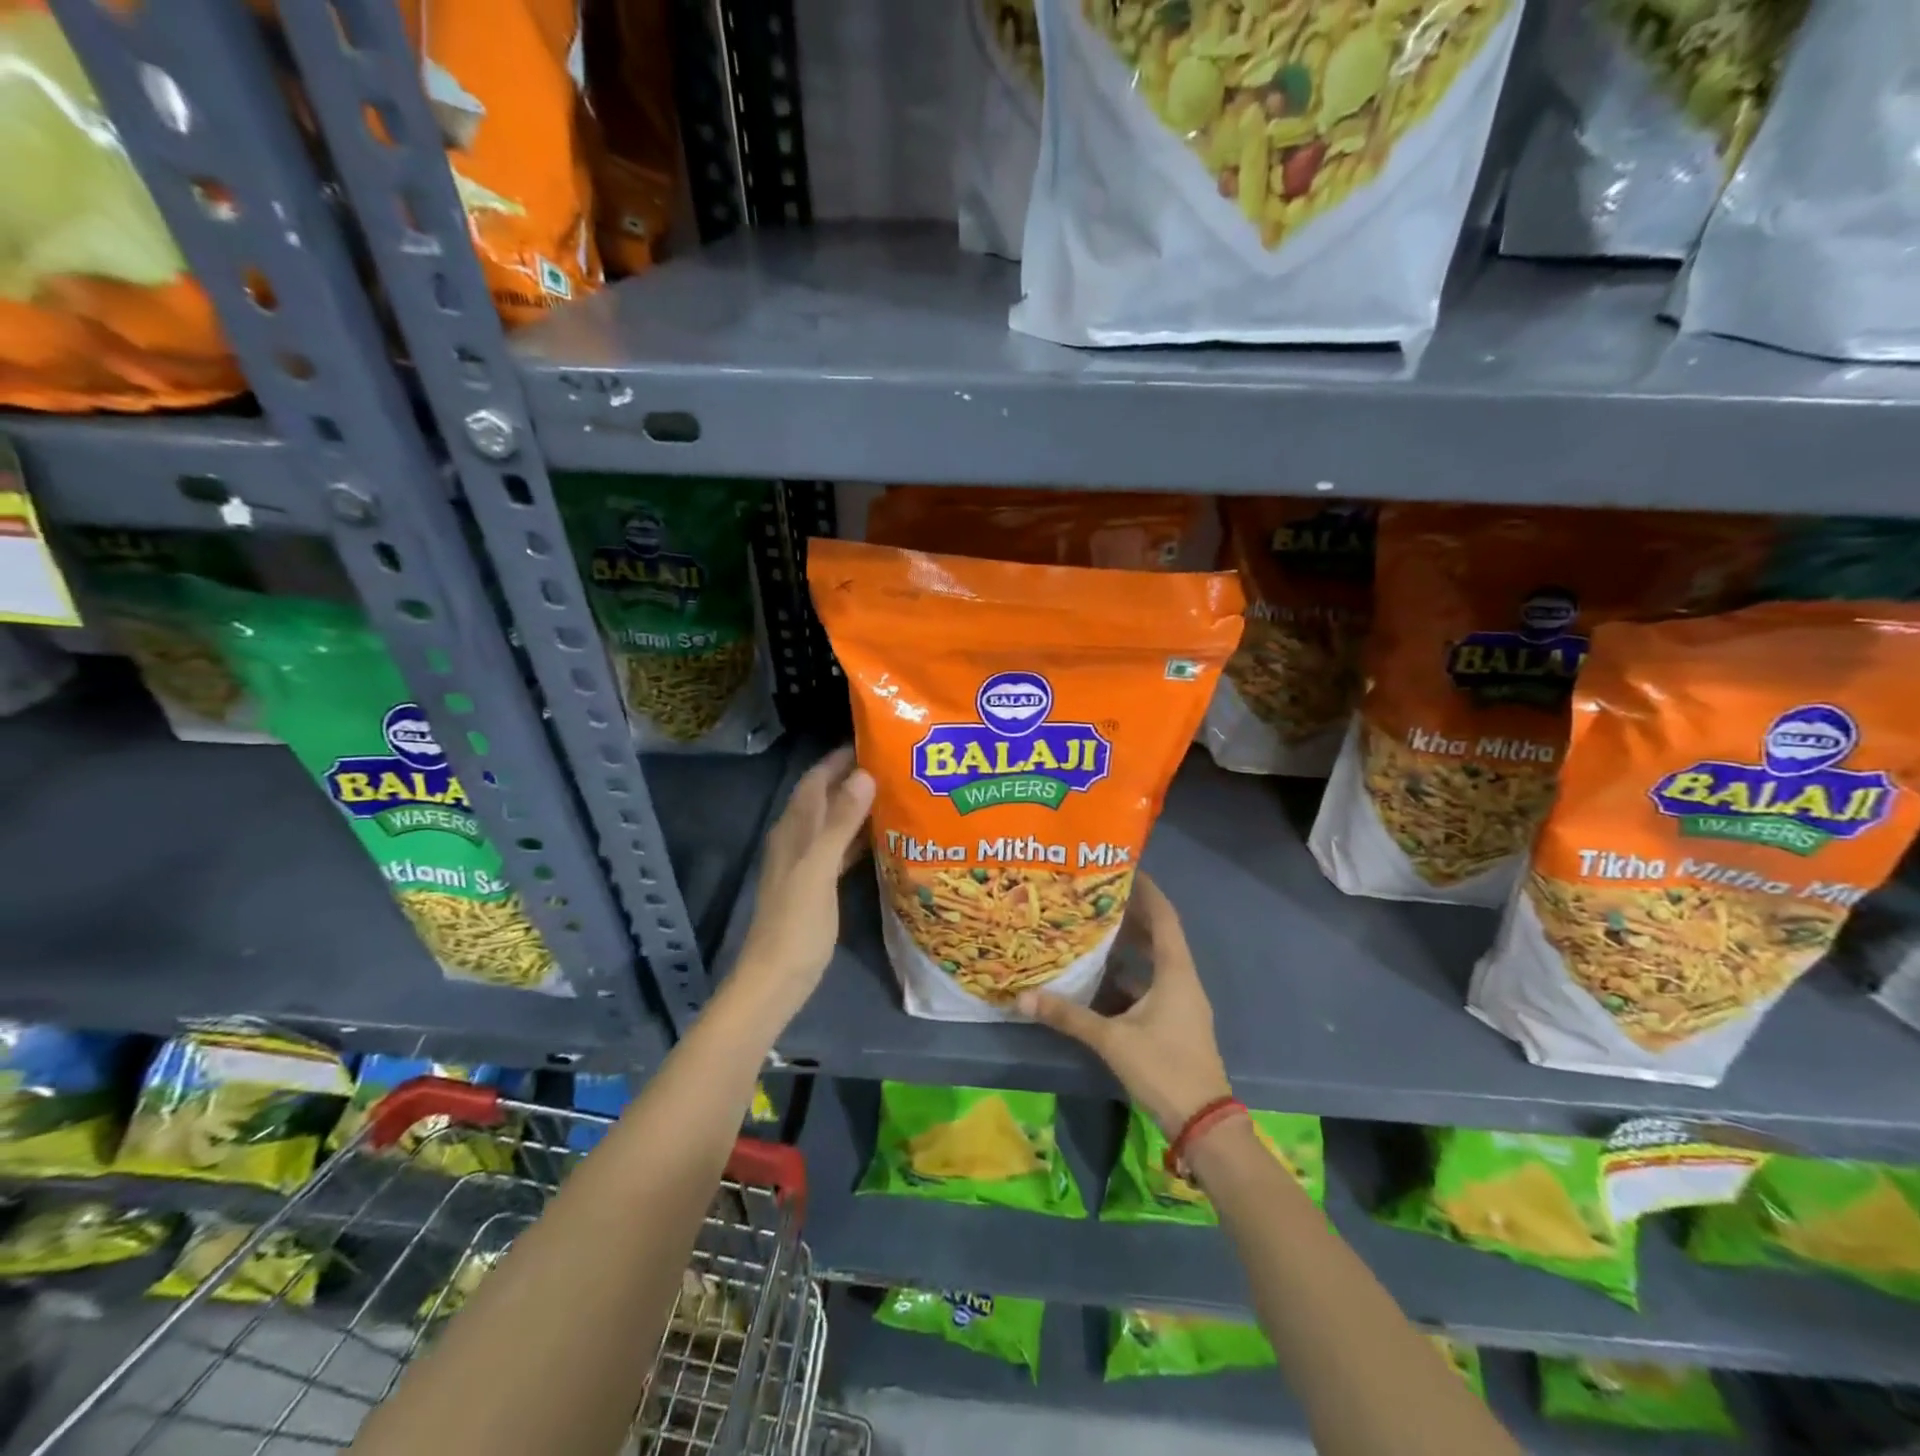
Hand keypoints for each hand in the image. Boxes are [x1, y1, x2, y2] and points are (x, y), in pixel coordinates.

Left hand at [729, 746, 874, 1023]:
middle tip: (894, 764)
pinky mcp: (817, 885)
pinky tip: (883, 836)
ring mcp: (806, 863)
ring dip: (857, 806)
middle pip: (824, 797)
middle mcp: (797, 839)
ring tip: (895, 792)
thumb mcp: (819, 870)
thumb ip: (840, 823)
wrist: (776, 979)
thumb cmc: (796, 924)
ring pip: (833, 822)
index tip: (873, 741)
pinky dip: (858, 836)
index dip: (838, 759)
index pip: (815, 780)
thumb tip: (863, 775)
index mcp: (793, 830)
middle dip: (853, 778)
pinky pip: (839, 848)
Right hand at [1017, 873, 1231, 1132]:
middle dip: (1130, 914)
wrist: (1204, 1123)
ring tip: (1092, 928)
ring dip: (1128, 945)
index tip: (1122, 868)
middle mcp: (1181, 979)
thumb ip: (1069, 1016)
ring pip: (1153, 962)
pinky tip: (1099, 977)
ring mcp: (1180, 1002)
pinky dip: (1127, 975)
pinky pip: (1150, 985)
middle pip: (1158, 935)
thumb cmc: (1164, 1068)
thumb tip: (1022, 997)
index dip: (1146, 890)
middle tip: (1095, 896)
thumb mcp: (1112, 1040)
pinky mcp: (1173, 1022)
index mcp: (1175, 972)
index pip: (1163, 916)